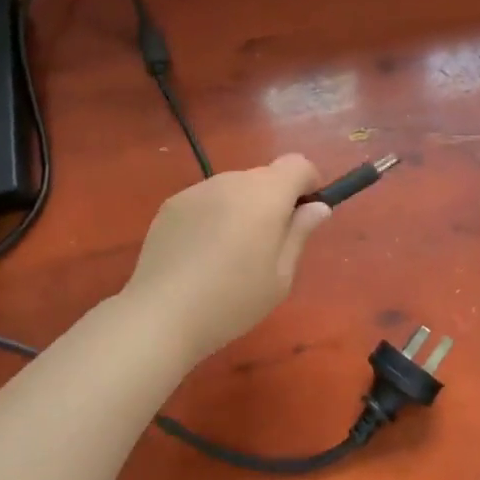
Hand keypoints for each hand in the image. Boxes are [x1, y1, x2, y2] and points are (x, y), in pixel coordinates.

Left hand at [122, 154, 332, 363]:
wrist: (161, 315)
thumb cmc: (233, 300)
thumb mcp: (280, 276)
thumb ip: (299, 233)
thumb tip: (317, 206)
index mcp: (265, 195)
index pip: (297, 164)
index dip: (308, 183)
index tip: (306, 214)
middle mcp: (231, 181)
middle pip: (264, 176)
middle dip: (275, 200)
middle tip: (268, 245)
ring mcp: (197, 190)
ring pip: (233, 188)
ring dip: (242, 208)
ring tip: (230, 254)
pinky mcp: (171, 205)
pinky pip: (206, 200)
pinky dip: (214, 216)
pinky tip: (201, 254)